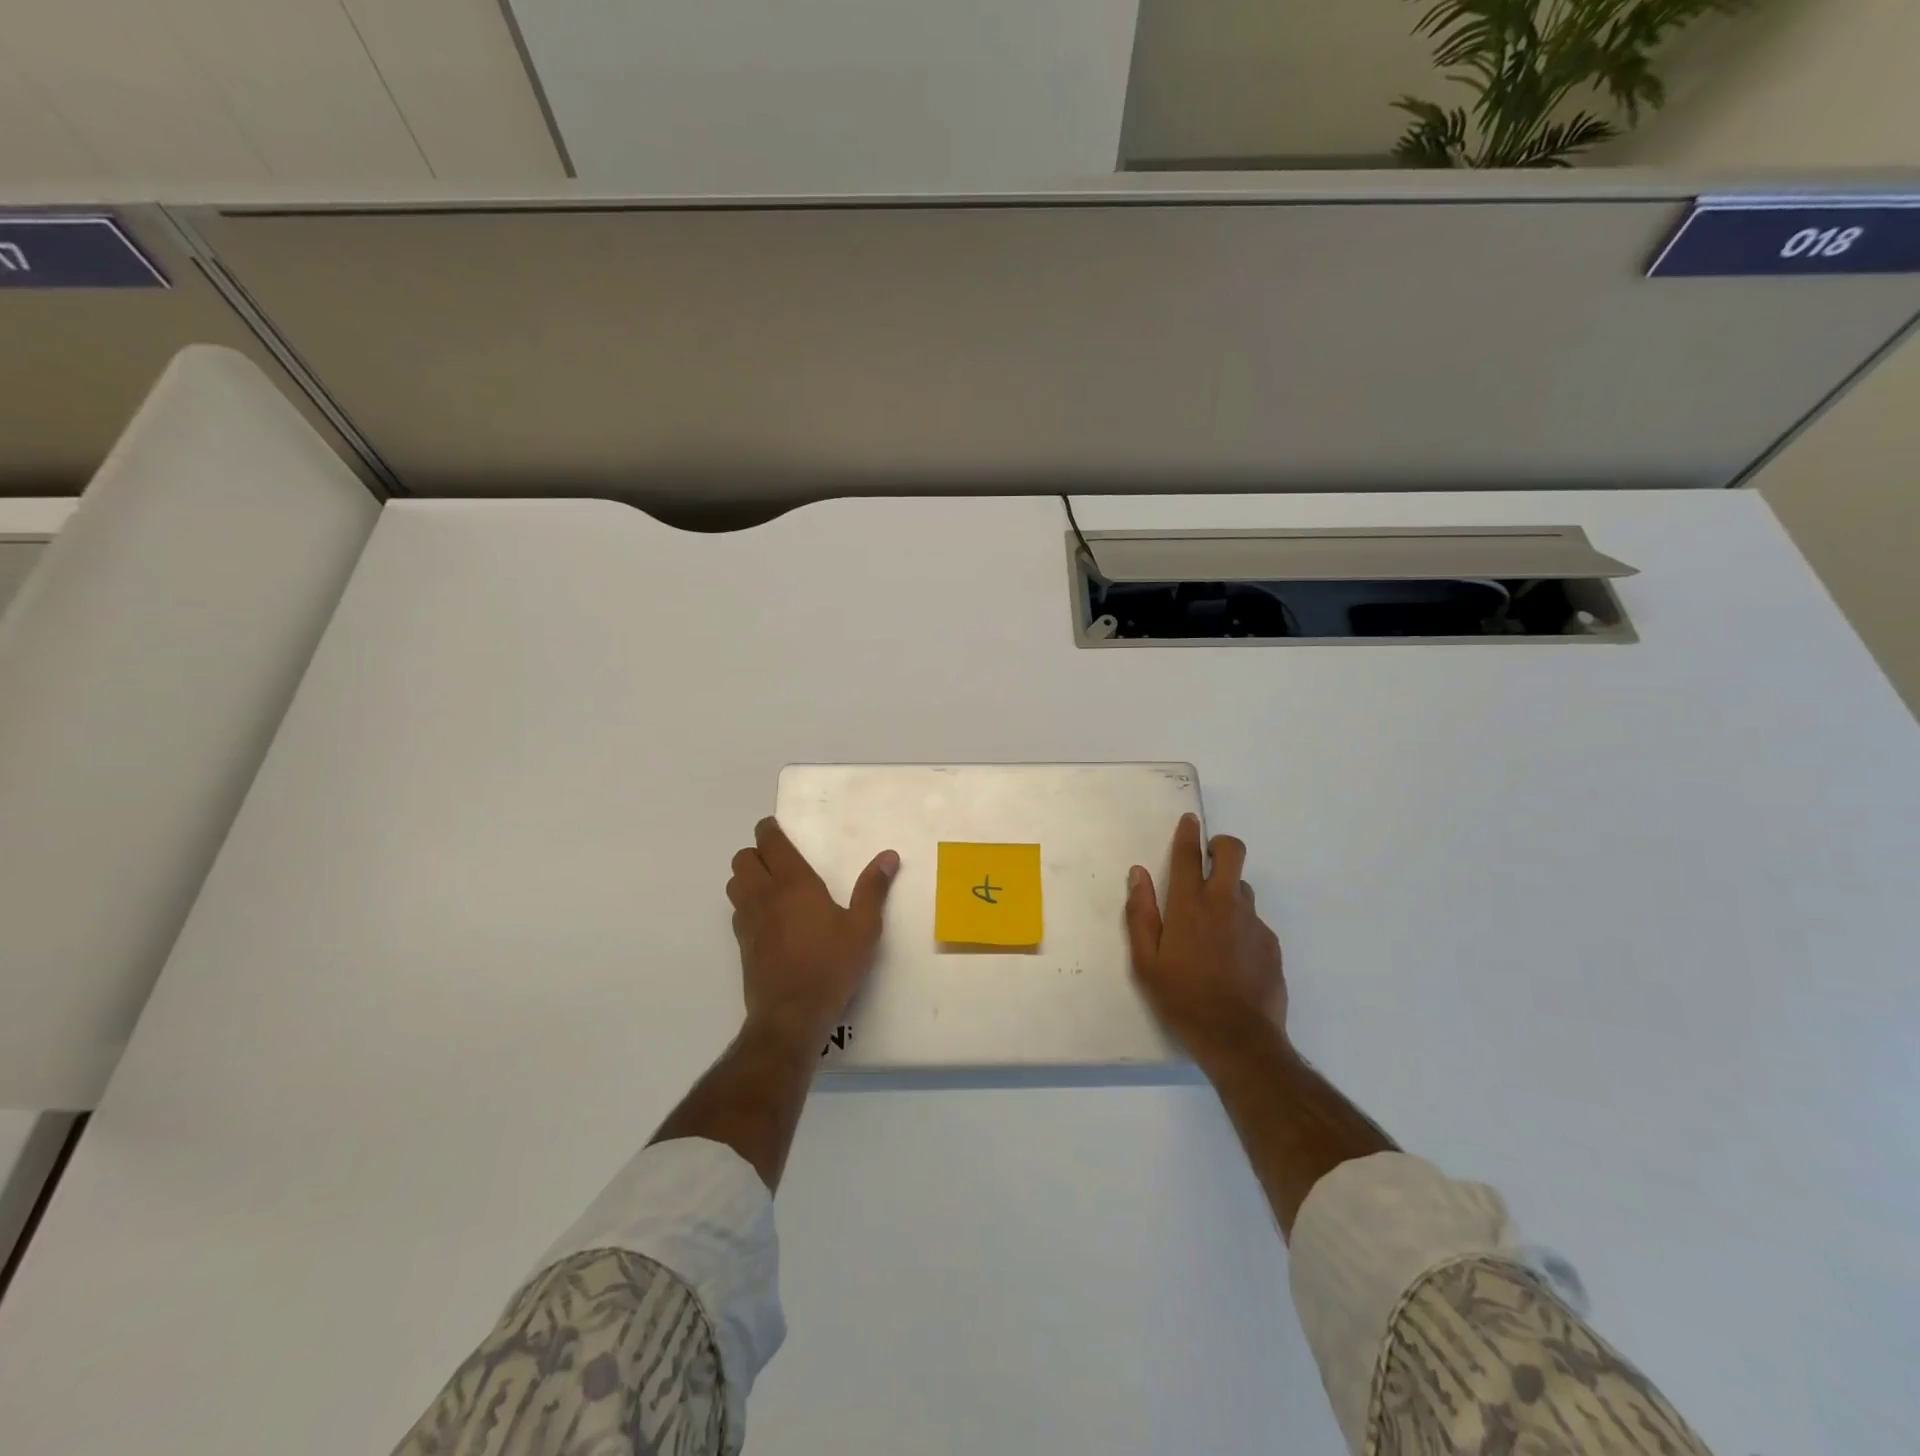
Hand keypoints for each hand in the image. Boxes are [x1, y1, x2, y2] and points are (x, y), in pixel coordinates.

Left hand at [726, 817, 899, 1048]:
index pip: (770, 844)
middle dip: (755, 852)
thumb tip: (888, 856)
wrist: (791, 1014)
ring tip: (769, 883)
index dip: (768, 830)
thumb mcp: (863, 928)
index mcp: (794, 884)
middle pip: (743, 859)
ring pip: (734, 883)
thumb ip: (873, 889)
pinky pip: (737, 911)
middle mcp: (765, 895)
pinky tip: (766, 917)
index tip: (774, 826)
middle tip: (777, 857)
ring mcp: (749, 921)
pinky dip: (746, 903)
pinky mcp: (742, 944)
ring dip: (746, 876)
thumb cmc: (831, 965)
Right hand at [1125, 813, 1286, 1065]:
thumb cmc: (1182, 1000)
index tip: (1188, 821)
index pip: (1189, 855)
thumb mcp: (1146, 962)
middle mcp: (1225, 904)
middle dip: (1220, 845)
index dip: (1188, 833)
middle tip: (1207, 860)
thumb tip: (1138, 874)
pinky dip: (1240, 926)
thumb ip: (1140, 914)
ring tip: (1212, 926)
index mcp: (1189, 906)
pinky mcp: (1271, 944)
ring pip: (1243, 888)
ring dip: (1227, 892)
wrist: (1239, 1040)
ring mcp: (1253, 923)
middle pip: (1232, 852)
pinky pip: (1253, 922)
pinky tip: (1230, 958)